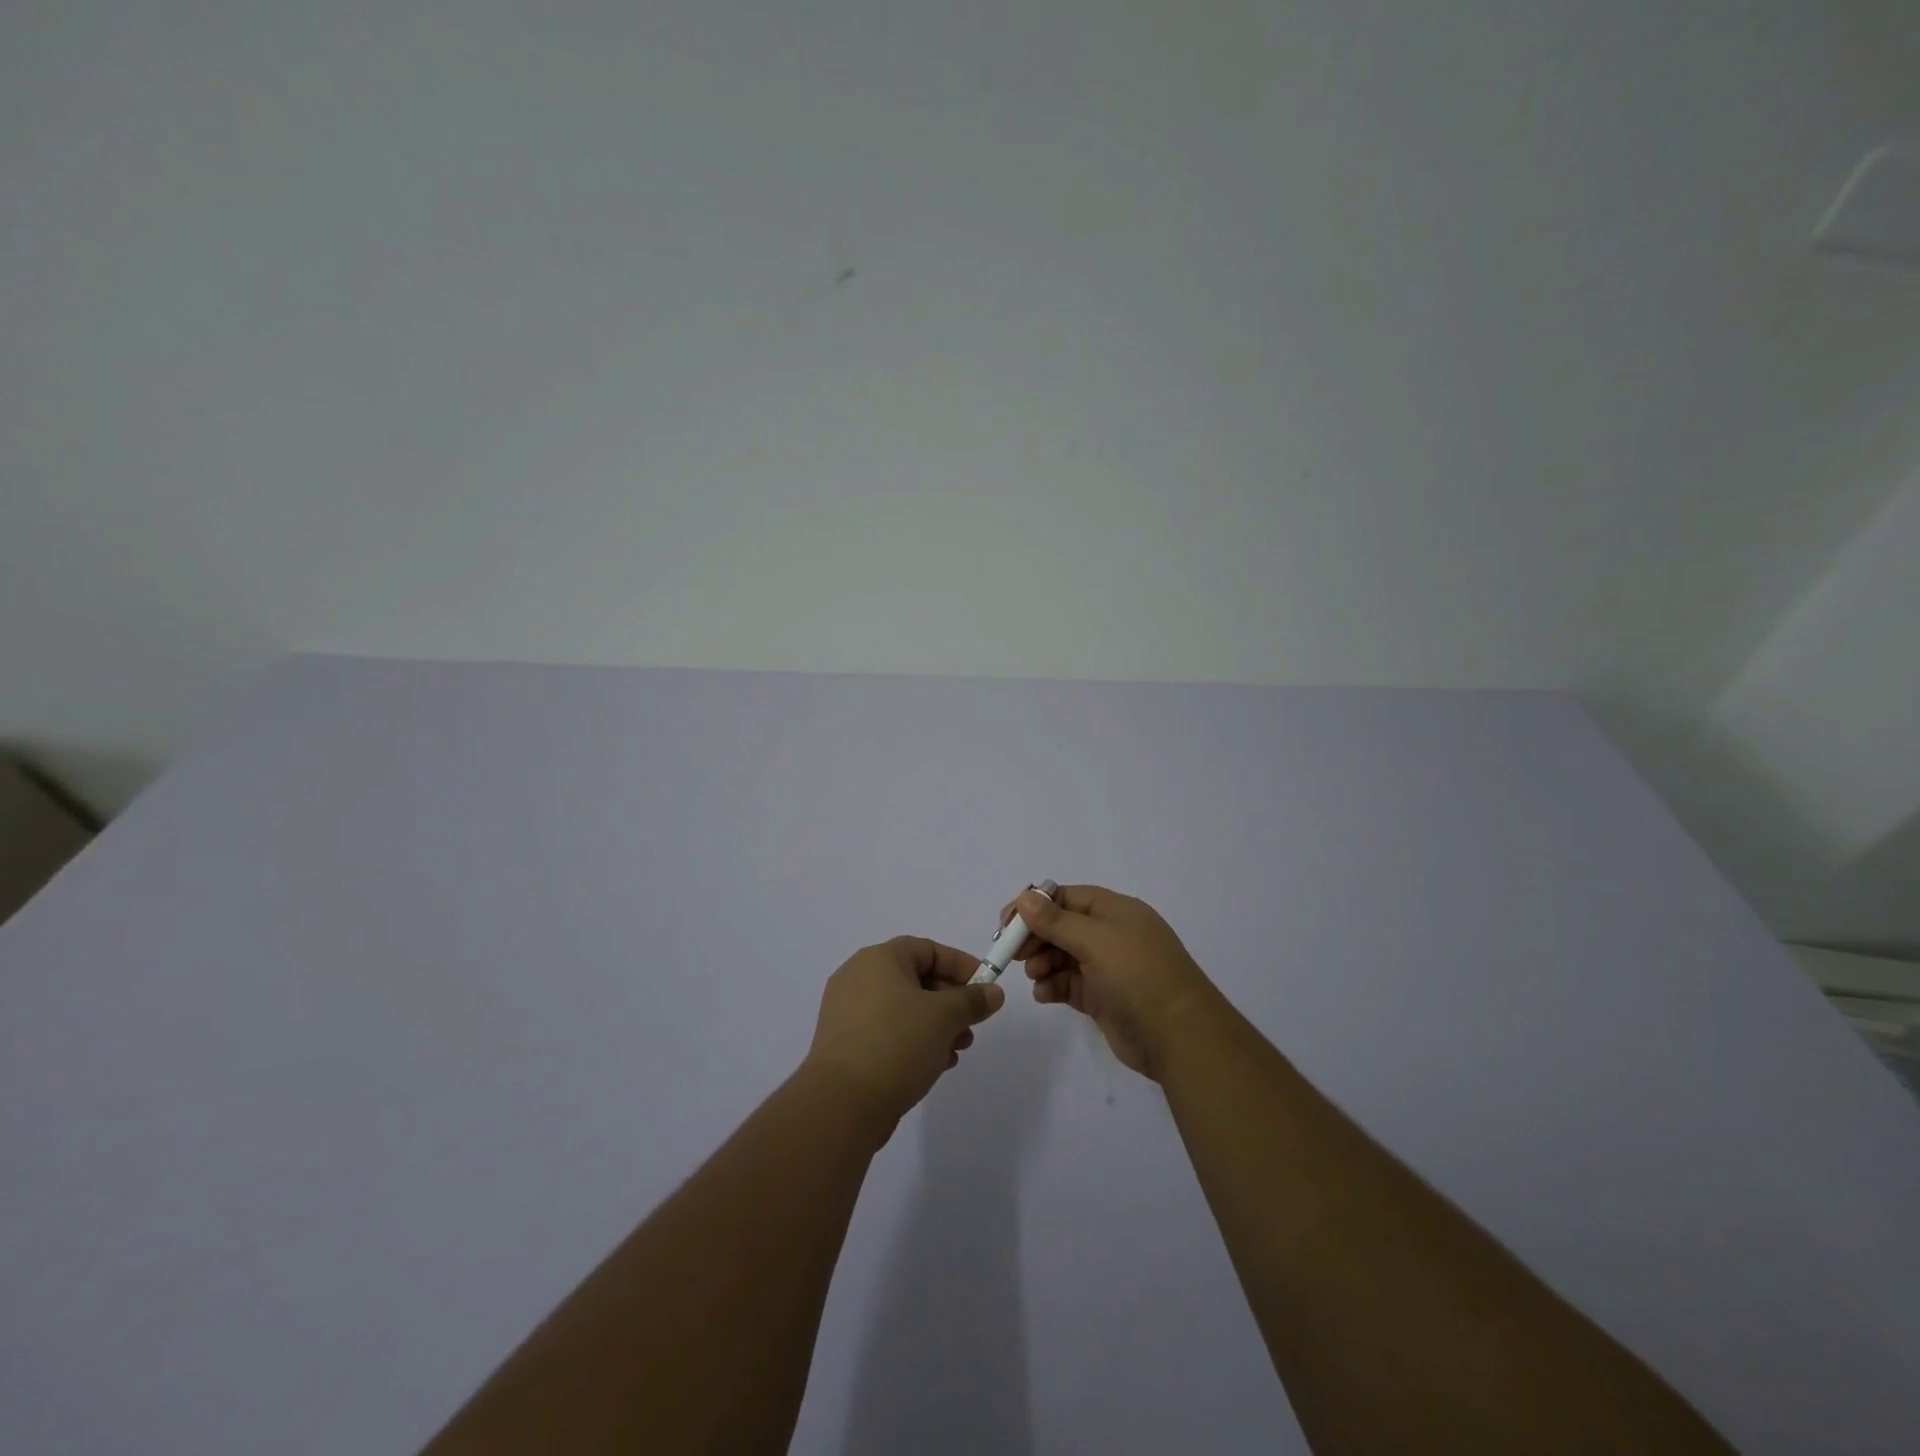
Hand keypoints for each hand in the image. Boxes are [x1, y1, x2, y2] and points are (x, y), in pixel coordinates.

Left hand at [804, 937, 1004, 1132]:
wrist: (842, 1103)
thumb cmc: (896, 1043)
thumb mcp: (944, 1017)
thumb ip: (972, 1000)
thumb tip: (993, 993)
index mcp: (879, 959)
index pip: (928, 949)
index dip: (961, 965)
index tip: (986, 987)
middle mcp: (859, 977)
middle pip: (916, 978)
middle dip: (951, 1001)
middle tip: (972, 1024)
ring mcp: (848, 1012)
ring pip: (903, 1008)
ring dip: (935, 1025)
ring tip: (957, 1050)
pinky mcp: (845, 1044)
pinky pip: (887, 1031)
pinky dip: (913, 1041)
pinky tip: (934, 1065)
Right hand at [1005, 885, 1220, 1081]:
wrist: (1179, 1037)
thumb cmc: (1138, 976)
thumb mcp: (1096, 940)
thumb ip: (1057, 921)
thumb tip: (1026, 898)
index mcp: (1115, 911)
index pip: (1066, 897)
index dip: (1035, 906)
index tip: (1006, 922)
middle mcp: (1110, 935)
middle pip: (1061, 926)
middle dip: (1035, 937)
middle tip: (1012, 953)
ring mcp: (1107, 967)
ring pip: (1061, 956)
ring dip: (1042, 962)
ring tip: (1035, 975)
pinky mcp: (1102, 997)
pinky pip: (1068, 984)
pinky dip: (1052, 986)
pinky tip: (1044, 994)